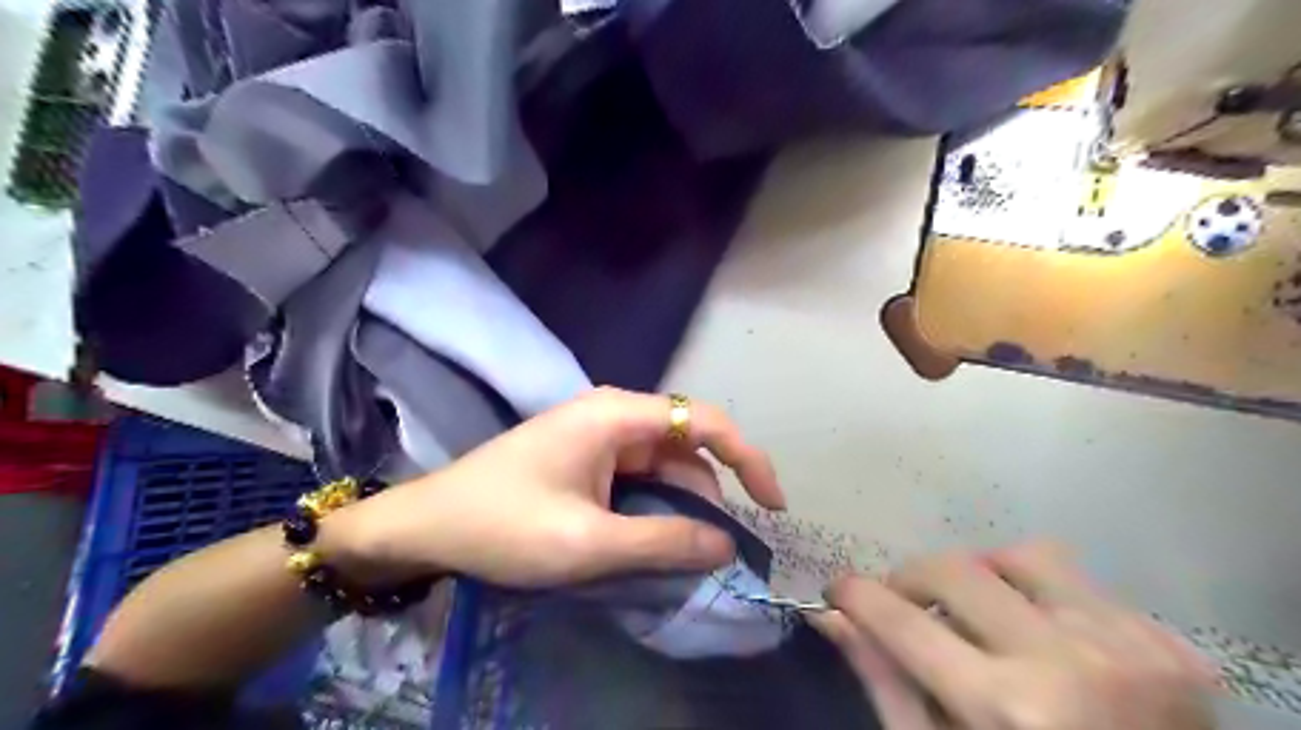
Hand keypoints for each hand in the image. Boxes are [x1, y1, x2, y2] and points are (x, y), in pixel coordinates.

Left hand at [332, 389, 787, 586]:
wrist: (427, 525)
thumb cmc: (504, 525)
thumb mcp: (588, 542)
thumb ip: (664, 541)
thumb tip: (726, 545)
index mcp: (617, 415)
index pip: (705, 421)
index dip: (748, 458)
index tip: (771, 505)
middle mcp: (614, 413)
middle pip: (686, 446)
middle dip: (709, 495)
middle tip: (713, 551)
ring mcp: (599, 434)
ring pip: (664, 464)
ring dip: (680, 505)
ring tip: (681, 553)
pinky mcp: (586, 455)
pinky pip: (639, 475)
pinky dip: (655, 505)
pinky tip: (652, 537)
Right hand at [811, 542, 1221, 728]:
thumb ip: (885, 681)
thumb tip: (831, 616)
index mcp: (1006, 709)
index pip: (899, 619)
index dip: (853, 594)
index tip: (837, 591)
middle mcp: (1068, 665)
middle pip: (953, 568)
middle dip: (911, 581)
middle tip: (905, 608)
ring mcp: (1130, 649)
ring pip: (1022, 556)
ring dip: (985, 578)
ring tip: (984, 617)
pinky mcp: (1173, 648)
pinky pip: (1081, 586)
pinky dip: (1045, 602)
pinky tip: (1052, 646)